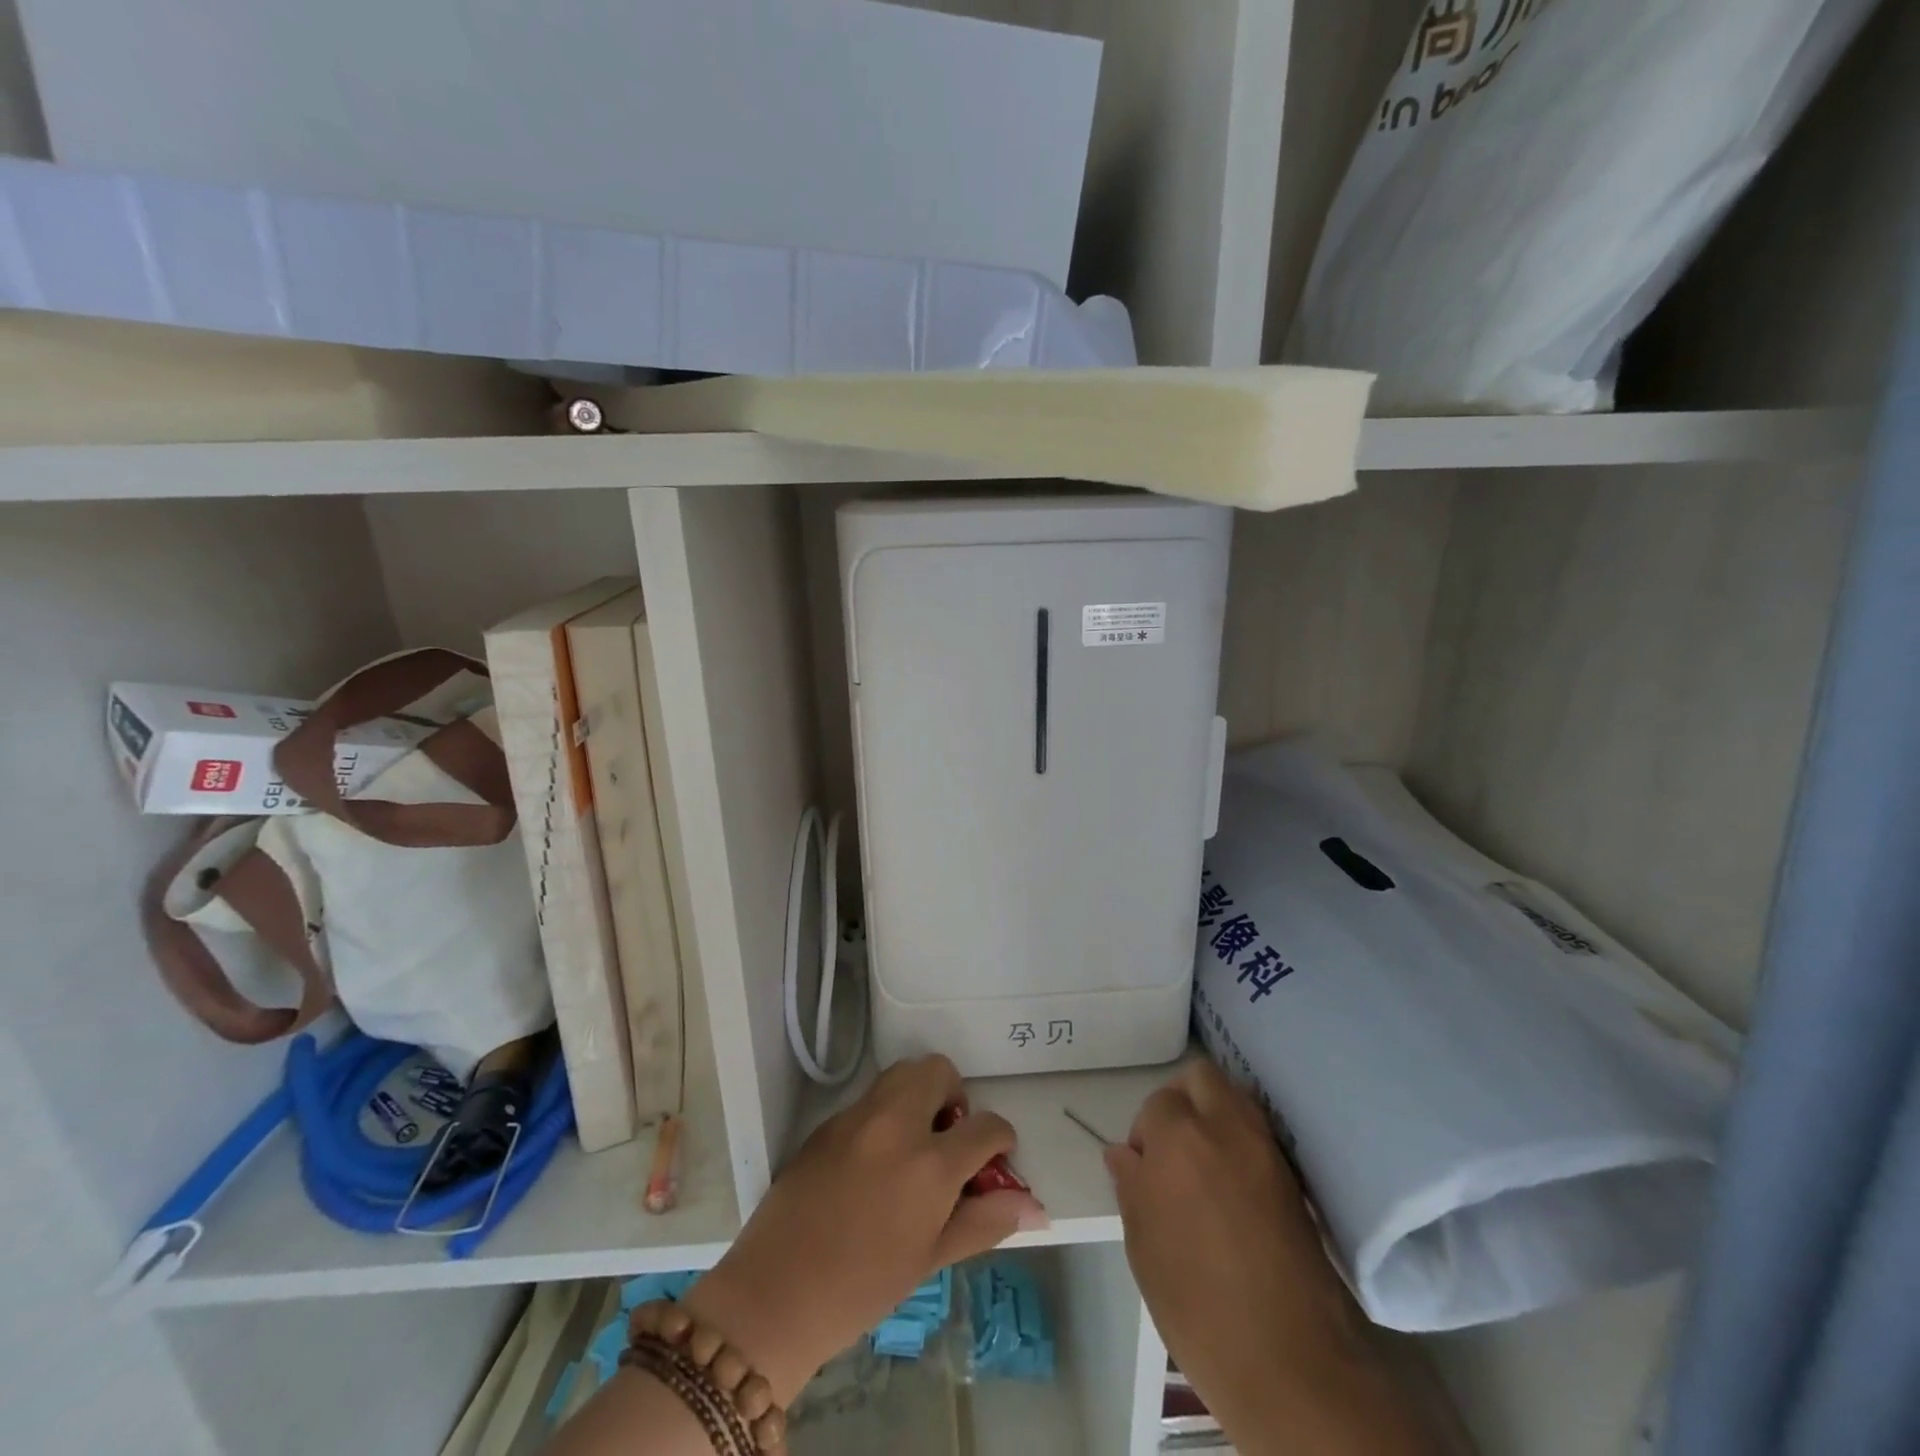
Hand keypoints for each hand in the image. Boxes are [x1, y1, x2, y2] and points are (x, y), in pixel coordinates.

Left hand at [684, 1055, 1046, 1402]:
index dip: (1001, 1139)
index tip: (996, 1157)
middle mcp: (895, 1124)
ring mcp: (857, 1116)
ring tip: (914, 1144)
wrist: (773, 1295)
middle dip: (955, 1097)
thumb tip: (1034, 1206)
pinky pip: (870, 1098)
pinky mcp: (827, 1121)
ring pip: (902, 1072)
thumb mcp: (929, 1259)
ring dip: (920, 1094)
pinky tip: (875, 1160)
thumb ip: (983, 1222)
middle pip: (939, 1070)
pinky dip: (886, 1112)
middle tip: (948, 1141)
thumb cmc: (861, 1289)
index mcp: (929, 1164)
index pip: (986, 1126)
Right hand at [1107, 1061, 1432, 1454]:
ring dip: (1215, 1114)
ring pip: (1236, 1098)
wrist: (1290, 1361)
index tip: (1144, 1170)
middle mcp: (1225, 1127)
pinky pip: (1261, 1134)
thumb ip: (1132, 1187)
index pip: (1156, 1104)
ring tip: (1204, 1164)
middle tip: (1173, 1147)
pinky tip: (1235, 1184)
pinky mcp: (1295, 1178)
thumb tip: (1124, 1154)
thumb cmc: (1197, 1304)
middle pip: (1202, 1078)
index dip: (1145, 1134)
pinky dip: (1243, 1141)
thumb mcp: (1144, 1246)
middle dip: (1182, 1100)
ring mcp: (1266, 1150)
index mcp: (1178, 1137)